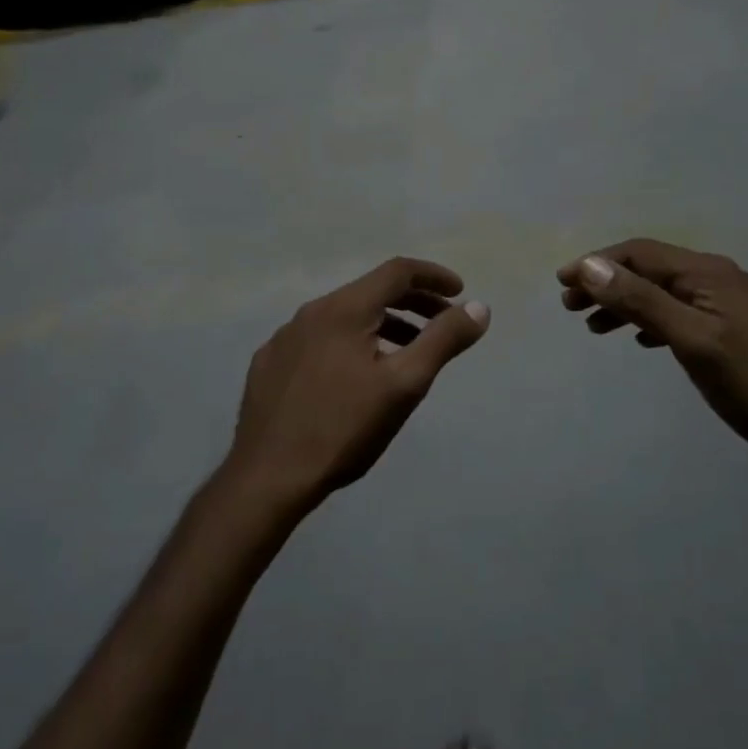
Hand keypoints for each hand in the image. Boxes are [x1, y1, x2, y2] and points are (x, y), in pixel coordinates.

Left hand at [226, 257, 489, 512]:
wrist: (268, 477)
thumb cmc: (344, 428)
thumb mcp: (405, 384)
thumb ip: (444, 340)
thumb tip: (479, 307)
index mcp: (343, 308)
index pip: (397, 271)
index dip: (434, 276)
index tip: (460, 292)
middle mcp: (310, 312)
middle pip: (370, 292)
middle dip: (413, 302)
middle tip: (443, 323)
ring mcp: (284, 338)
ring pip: (344, 318)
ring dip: (383, 326)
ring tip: (407, 354)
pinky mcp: (269, 364)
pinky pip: (319, 340)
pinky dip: (349, 344)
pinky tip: (355, 378)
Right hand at [557, 239, 747, 474]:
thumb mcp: (691, 340)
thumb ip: (642, 301)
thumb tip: (591, 266)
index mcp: (707, 273)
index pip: (640, 253)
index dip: (596, 264)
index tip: (561, 283)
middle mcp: (715, 278)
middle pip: (648, 270)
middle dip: (606, 283)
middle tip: (570, 307)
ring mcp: (726, 303)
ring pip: (661, 292)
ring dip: (624, 303)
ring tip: (594, 327)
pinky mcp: (731, 327)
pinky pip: (678, 312)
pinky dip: (650, 320)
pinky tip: (639, 340)